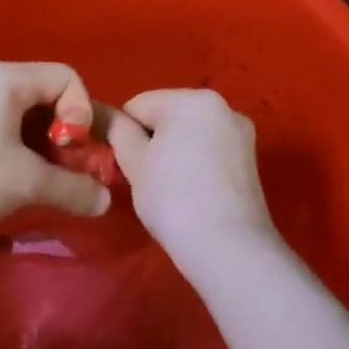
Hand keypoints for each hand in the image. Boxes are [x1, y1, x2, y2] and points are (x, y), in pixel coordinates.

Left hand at [0, 61, 113, 244]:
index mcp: (7, 79)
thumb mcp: (26, 181)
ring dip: (40, 150)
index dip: (82, 112)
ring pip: (21, 119)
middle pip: (45, 97)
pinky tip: (8, 185)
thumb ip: (72, 188)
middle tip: (64, 173)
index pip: (67, 77)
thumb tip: (104, 201)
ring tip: (38, 184)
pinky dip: (15, 154)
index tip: (71, 149)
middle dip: (64, 135)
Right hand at [102, 89, 277, 254]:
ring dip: (172, 152)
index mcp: (192, 99)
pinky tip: (191, 192)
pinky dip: (194, 163)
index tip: (123, 165)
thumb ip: (115, 129)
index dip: (123, 134)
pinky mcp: (249, 160)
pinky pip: (209, 150)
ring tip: (169, 189)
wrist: (228, 249)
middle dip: (150, 141)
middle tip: (144, 178)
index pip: (137, 105)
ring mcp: (240, 133)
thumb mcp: (134, 161)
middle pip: (166, 116)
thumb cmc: (173, 198)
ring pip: (188, 134)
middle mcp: (222, 106)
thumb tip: (99, 112)